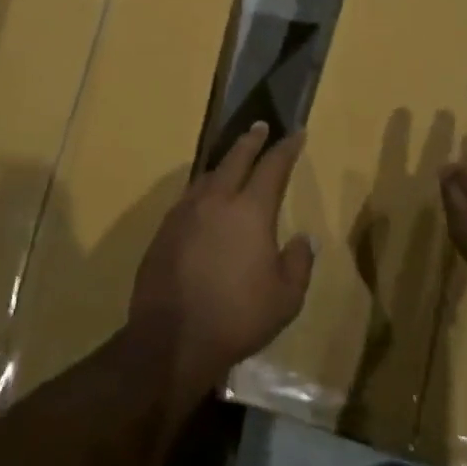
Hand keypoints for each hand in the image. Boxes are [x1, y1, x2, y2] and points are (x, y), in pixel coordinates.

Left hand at [125, 122, 314, 406]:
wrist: (171, 338)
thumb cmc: (237, 317)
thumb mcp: (286, 298)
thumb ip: (299, 262)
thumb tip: (302, 238)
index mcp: (250, 211)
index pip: (272, 167)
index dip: (286, 148)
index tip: (295, 133)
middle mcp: (215, 201)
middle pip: (234, 159)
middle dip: (250, 141)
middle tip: (260, 127)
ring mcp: (184, 213)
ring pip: (207, 176)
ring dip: (223, 163)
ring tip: (232, 161)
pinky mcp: (164, 230)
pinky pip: (189, 198)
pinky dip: (203, 189)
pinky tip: (205, 201)